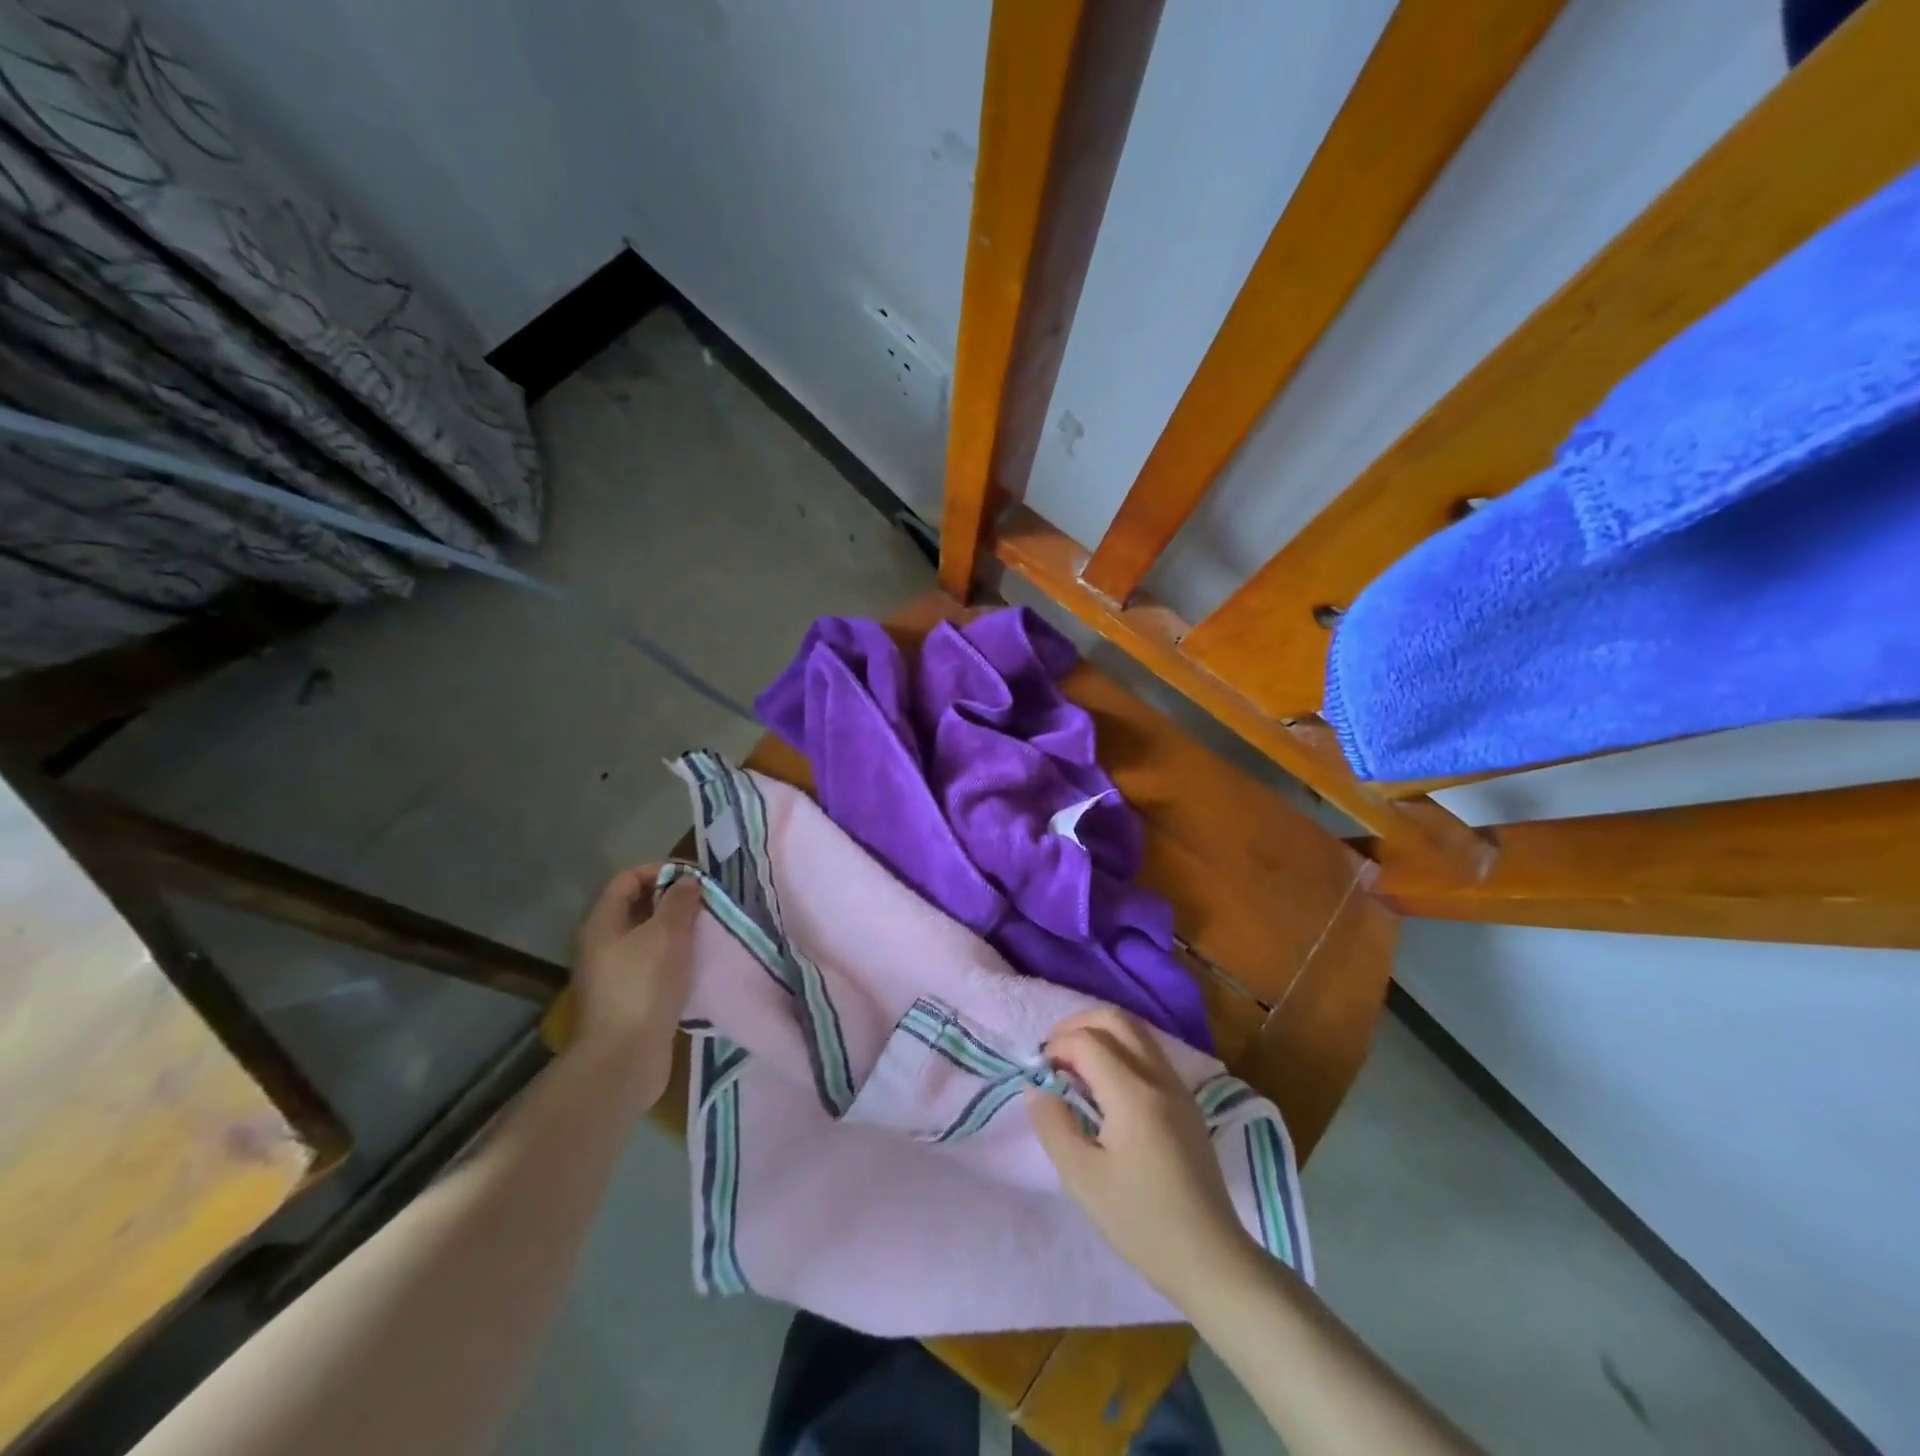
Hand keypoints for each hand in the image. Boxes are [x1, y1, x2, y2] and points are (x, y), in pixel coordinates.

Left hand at [571, 863, 701, 1105]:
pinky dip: (679, 959)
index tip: (697, 877)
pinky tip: (701, 964)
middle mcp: (604, 945)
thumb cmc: (643, 987)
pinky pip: (657, 966)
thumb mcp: (666, 935)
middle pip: (640, 907)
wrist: (623, 1060)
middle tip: (709, 903)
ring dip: (680, 931)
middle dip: (675, 900)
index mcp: (604, 923)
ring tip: (711, 931)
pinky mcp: (631, 999)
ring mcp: (616, 974)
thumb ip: (679, 902)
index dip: (661, 869)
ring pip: (650, 938)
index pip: (628, 878)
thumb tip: (687, 881)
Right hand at [1028, 1007, 1263, 1309]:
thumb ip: (1053, 1124)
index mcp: (1132, 1092)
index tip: (1039, 1073)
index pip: (1086, 1041)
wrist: (1211, 1259)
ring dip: (1101, 1034)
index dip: (1056, 1046)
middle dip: (1078, 1025)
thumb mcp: (1082, 1178)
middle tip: (1054, 1054)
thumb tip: (1037, 1086)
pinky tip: (1106, 1084)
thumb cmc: (1141, 1221)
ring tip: (1075, 1065)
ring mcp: (1177, 1087)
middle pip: (1115, 1020)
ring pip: (1136, 1031)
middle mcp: (1158, 1077)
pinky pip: (1149, 1052)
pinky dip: (1121, 1049)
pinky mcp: (1187, 1102)